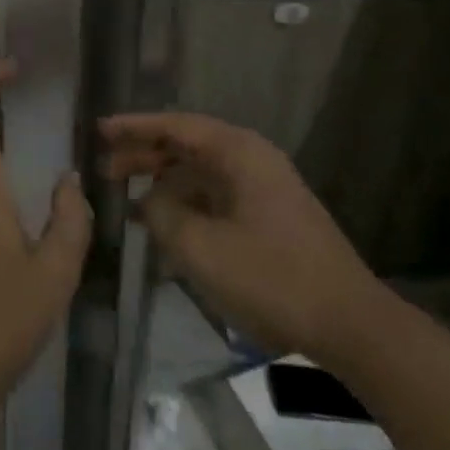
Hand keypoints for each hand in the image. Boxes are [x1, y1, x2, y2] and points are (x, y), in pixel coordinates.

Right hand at [99, 112, 389, 364]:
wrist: (349, 324)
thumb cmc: (271, 277)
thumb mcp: (200, 247)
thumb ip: (162, 214)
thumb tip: (151, 201)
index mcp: (239, 153)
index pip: (176, 125)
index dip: (134, 126)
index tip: (99, 130)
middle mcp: (252, 159)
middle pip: (187, 146)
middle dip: (144, 156)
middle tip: (105, 169)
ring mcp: (264, 188)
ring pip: (200, 173)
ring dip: (163, 182)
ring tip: (125, 196)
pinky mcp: (269, 216)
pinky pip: (215, 196)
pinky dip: (185, 203)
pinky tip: (163, 223)